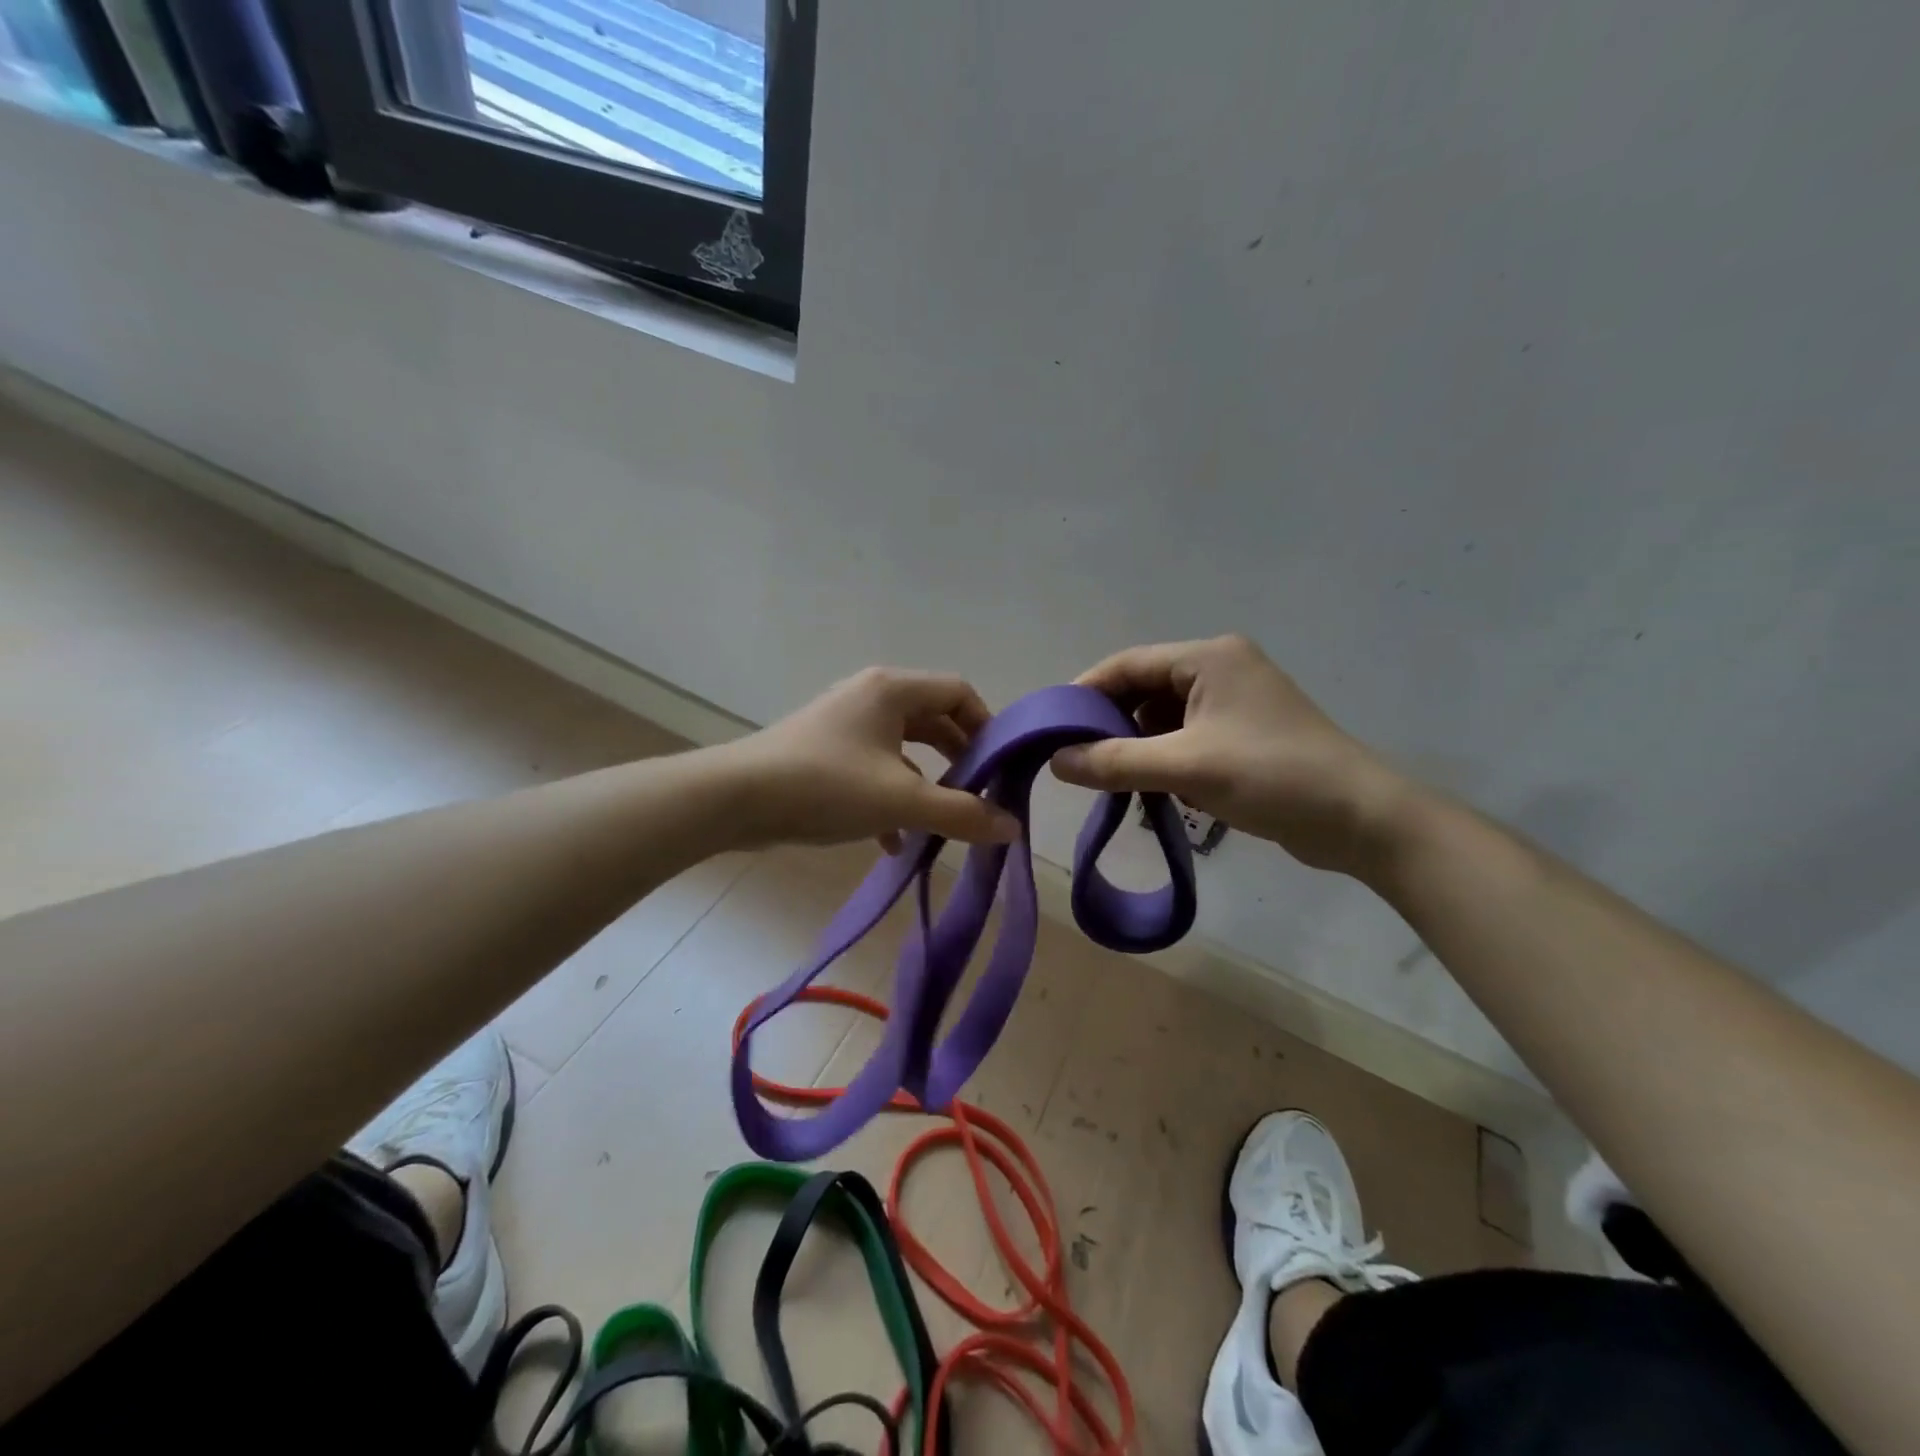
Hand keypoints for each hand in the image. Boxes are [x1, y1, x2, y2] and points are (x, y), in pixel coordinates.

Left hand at [721, 667, 1020, 850]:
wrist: (736, 800)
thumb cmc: (826, 786)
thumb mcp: (903, 801)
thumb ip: (962, 813)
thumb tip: (1012, 827)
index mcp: (892, 690)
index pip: (958, 691)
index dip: (987, 726)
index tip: (1001, 767)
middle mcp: (869, 696)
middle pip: (932, 719)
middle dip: (959, 758)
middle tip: (979, 794)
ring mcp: (843, 724)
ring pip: (901, 748)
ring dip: (925, 783)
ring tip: (940, 822)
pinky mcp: (823, 752)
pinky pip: (872, 768)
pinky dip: (889, 798)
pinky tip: (892, 841)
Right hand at [1050, 635, 1411, 874]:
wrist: (1360, 819)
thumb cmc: (1271, 776)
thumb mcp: (1184, 767)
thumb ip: (1114, 761)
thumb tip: (1055, 761)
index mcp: (1209, 658)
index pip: (1128, 664)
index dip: (1085, 692)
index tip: (1051, 726)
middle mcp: (1221, 670)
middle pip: (1144, 690)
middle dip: (1111, 725)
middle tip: (1076, 759)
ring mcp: (1236, 704)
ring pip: (1164, 719)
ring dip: (1138, 747)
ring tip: (1113, 780)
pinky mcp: (1245, 735)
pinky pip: (1187, 739)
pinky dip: (1166, 760)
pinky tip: (1157, 791)